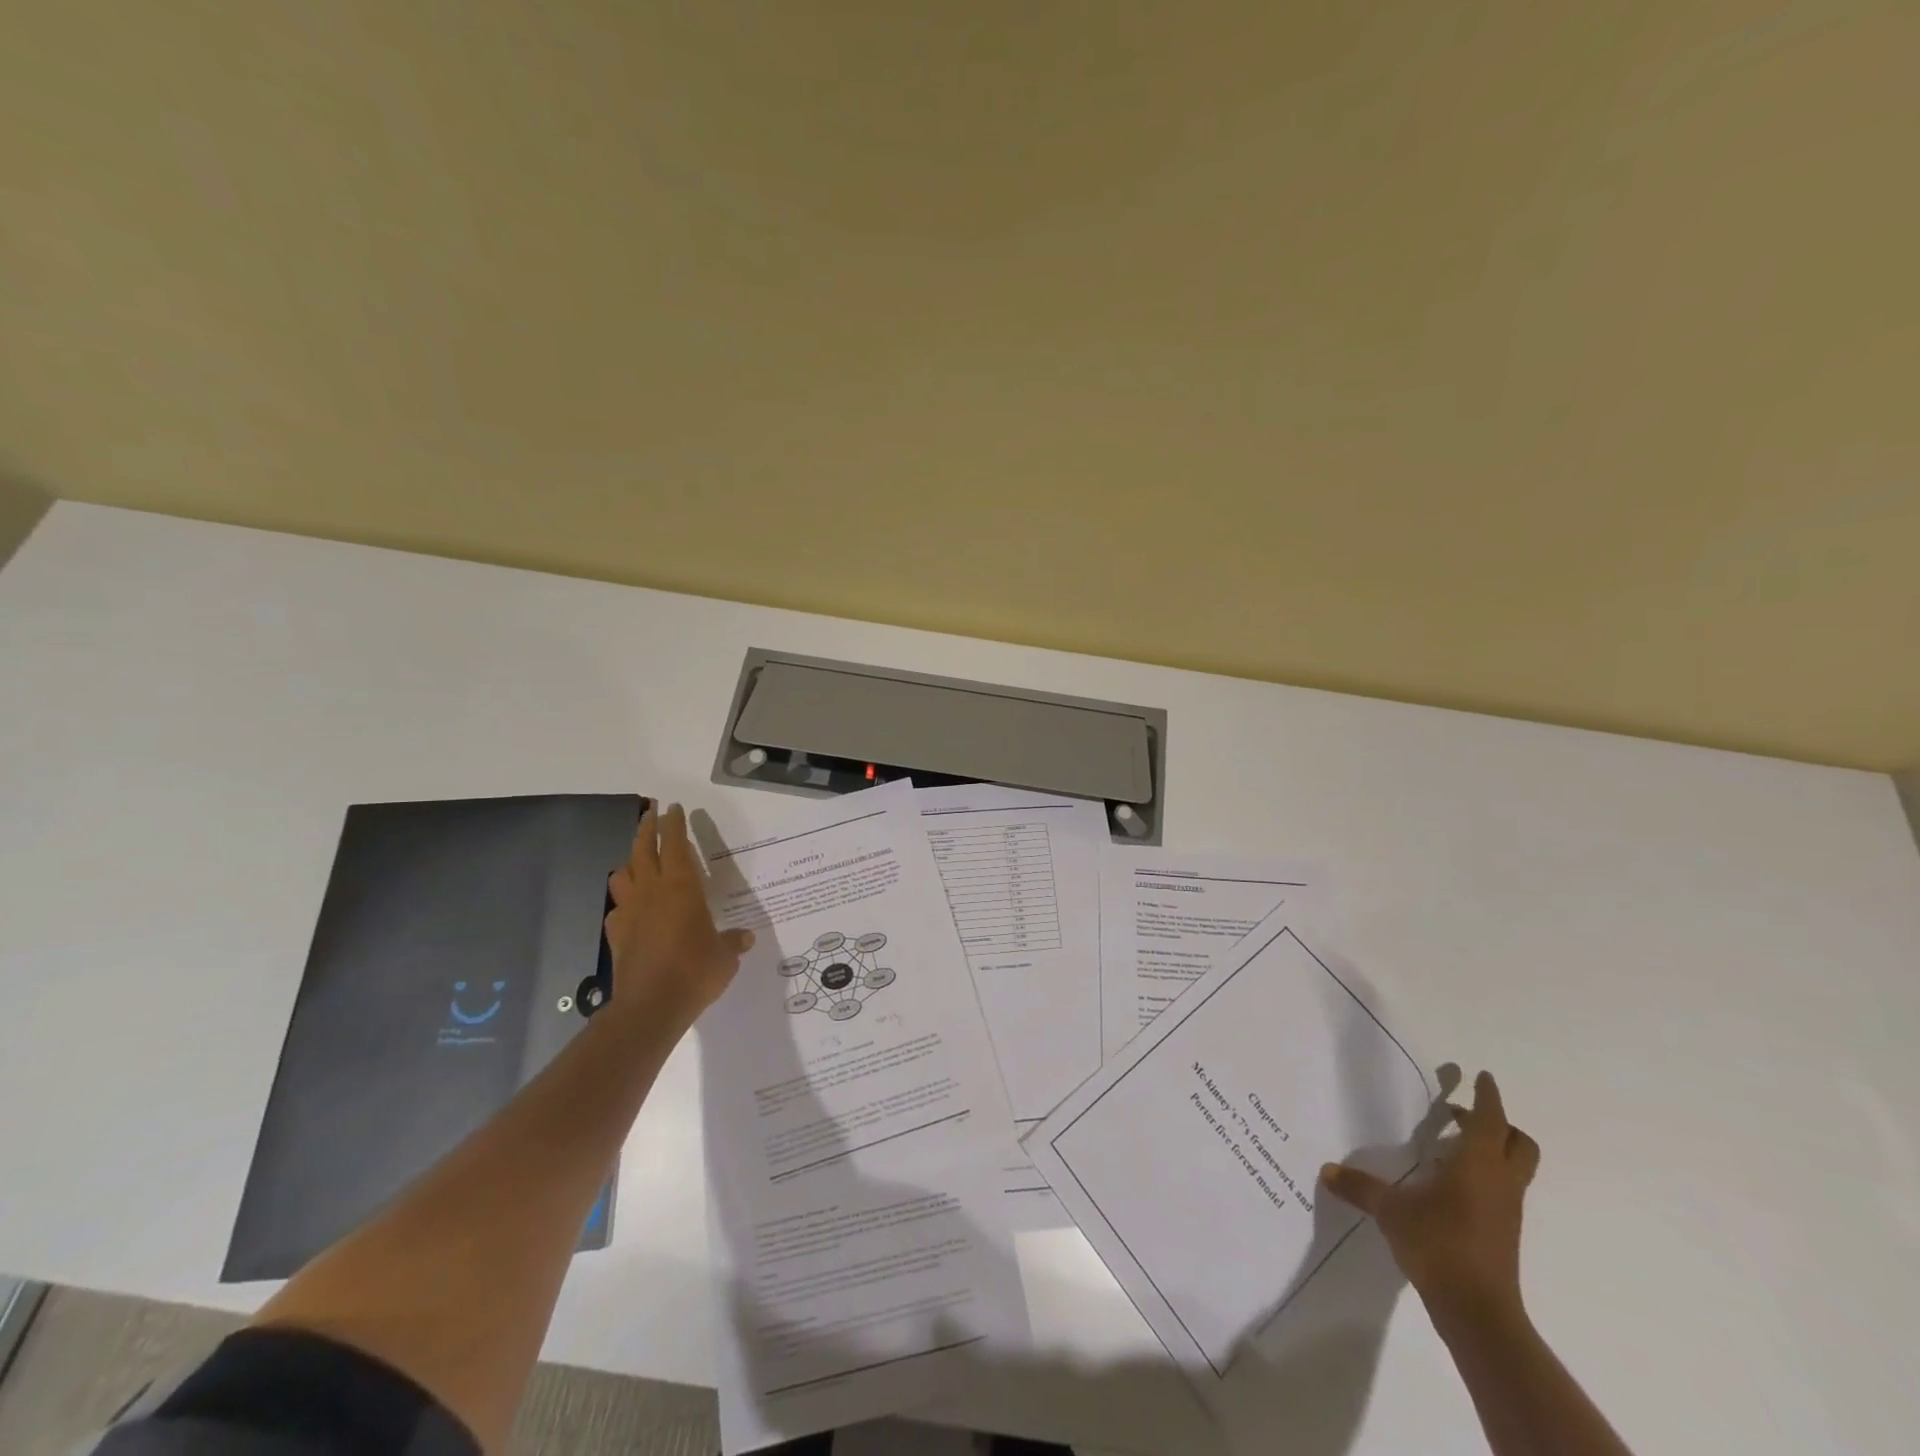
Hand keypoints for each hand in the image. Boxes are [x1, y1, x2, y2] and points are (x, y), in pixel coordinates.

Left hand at [604, 802, 753, 1026]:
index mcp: (681, 886)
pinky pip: (616, 907)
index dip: (674, 823)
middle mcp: (651, 891)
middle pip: (642, 849)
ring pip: (622, 874)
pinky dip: (623, 900)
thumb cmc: (695, 971)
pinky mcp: (616, 934)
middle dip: (647, 828)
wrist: (650, 1006)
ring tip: (637, 859)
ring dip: (629, 861)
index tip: (674, 807)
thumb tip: (744, 937)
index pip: (674, 844)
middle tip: (651, 813)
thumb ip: (732, 941)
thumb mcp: (724, 956)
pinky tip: (631, 908)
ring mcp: (629, 912)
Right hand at [1321, 1070, 1539, 1326]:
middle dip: (1498, 1124)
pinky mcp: (1503, 1233)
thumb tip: (1327, 1170)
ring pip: (1513, 1168)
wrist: (1478, 1312)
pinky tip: (1448, 1184)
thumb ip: (1360, 1187)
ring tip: (1449, 1146)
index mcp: (1478, 1165)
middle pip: (1519, 1144)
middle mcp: (1500, 1182)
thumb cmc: (1438, 1244)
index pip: (1491, 1120)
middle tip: (1463, 1115)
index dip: (1487, 1096)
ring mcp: (1507, 1210)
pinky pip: (1502, 1191)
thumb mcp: (1390, 1210)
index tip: (1481, 1077)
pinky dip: (1483, 1177)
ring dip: (1491, 1151)